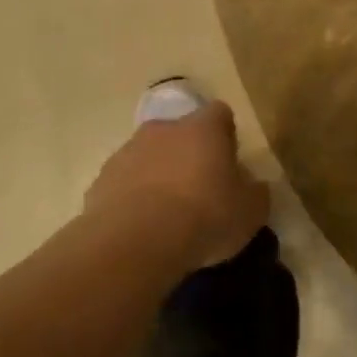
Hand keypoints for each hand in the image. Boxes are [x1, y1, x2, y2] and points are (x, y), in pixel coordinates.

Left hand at [85, 101, 269, 271]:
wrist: (135, 242)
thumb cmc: (204, 216)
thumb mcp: (251, 212)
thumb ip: (255, 192)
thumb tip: (254, 185)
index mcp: (203, 128)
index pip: (220, 114)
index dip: (226, 135)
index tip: (230, 162)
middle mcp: (163, 129)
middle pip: (180, 133)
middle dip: (189, 155)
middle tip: (199, 190)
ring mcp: (127, 152)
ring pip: (149, 156)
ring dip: (159, 175)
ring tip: (168, 215)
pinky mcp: (100, 180)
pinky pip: (124, 184)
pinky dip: (133, 199)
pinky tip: (142, 228)